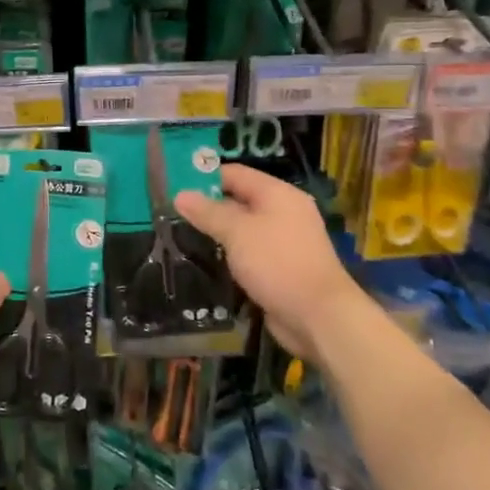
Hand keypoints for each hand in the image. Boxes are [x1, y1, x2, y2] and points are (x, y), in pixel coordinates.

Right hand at [175, 164, 362, 359]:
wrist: (318, 316)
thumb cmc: (277, 263)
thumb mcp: (237, 233)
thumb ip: (208, 212)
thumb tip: (180, 195)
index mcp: (277, 194)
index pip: (235, 174)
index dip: (204, 176)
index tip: (173, 185)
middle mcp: (283, 211)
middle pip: (238, 199)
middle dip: (207, 205)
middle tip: (171, 212)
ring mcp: (283, 240)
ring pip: (242, 227)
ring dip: (216, 231)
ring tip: (180, 234)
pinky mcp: (280, 266)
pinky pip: (249, 250)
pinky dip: (230, 252)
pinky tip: (206, 258)